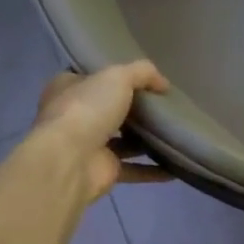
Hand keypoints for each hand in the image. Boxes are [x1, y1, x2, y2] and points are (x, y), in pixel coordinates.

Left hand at [32, 61, 172, 202]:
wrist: (69, 161)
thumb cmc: (86, 109)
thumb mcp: (117, 76)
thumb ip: (142, 73)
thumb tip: (164, 84)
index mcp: (68, 88)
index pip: (91, 78)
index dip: (114, 76)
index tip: (143, 79)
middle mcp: (75, 117)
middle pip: (109, 110)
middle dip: (134, 110)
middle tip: (165, 106)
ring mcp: (88, 146)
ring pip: (123, 141)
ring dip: (146, 140)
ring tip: (175, 133)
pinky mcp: (103, 171)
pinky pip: (133, 169)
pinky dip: (153, 170)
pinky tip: (175, 167)